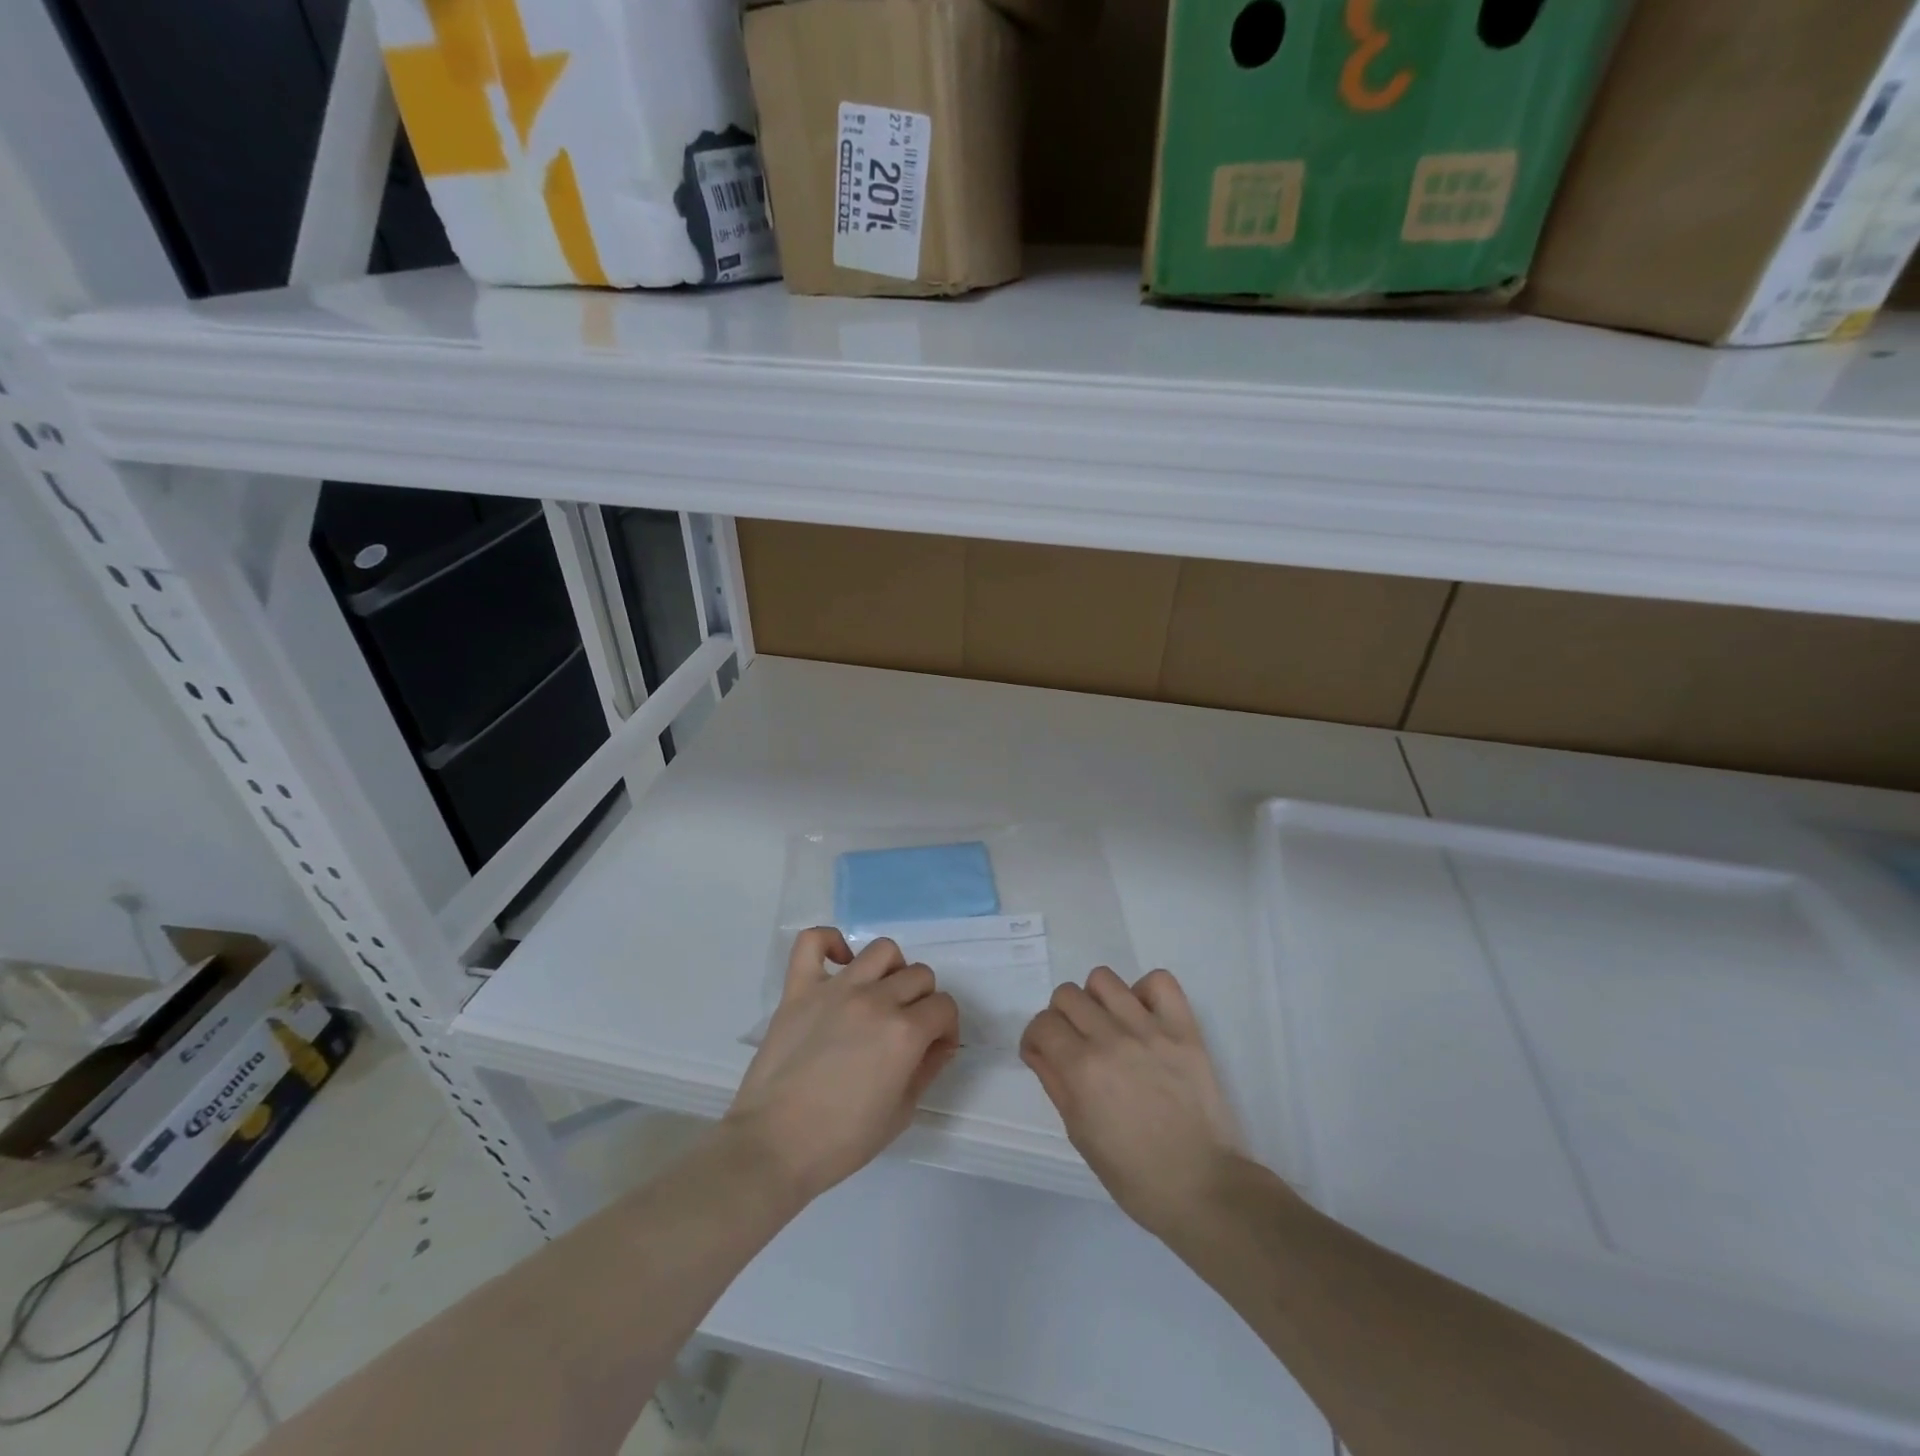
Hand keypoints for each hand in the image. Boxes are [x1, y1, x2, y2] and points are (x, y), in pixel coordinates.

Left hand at [725, 928, 959, 1204]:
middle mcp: (875, 1000)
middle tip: (906, 1030)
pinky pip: (814, 942)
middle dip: (923, 1002)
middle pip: (919, 975)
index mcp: (904, 1033)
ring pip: (882, 951)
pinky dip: (830, 943)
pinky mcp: (799, 988)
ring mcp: (836, 989)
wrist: (774, 1146)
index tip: (934, 1048)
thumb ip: (927, 1070)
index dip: (946, 1029)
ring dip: (890, 971)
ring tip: (878, 996)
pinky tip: (838, 964)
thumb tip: (939, 1044)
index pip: (944, 1007)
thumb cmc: (841, 1141)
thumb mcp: (901, 1113)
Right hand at [1020, 967, 1241, 1237]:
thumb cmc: (1134, 1174)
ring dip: (1096, 1000)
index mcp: (1082, 1070)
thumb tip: (1039, 1050)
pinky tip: (1144, 1018)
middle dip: (1061, 1018)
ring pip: (1103, 979)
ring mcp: (1150, 1029)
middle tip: (1075, 1043)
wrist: (1202, 1187)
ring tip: (1108, 1026)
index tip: (1043, 1054)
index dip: (1036, 1038)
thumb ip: (1055, 1083)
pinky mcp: (1184, 1028)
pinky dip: (1145, 992)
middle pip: (1067, 995)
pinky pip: (1159, 981)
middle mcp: (1111, 1039)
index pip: (1042, 1024)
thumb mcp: (1079, 1134)